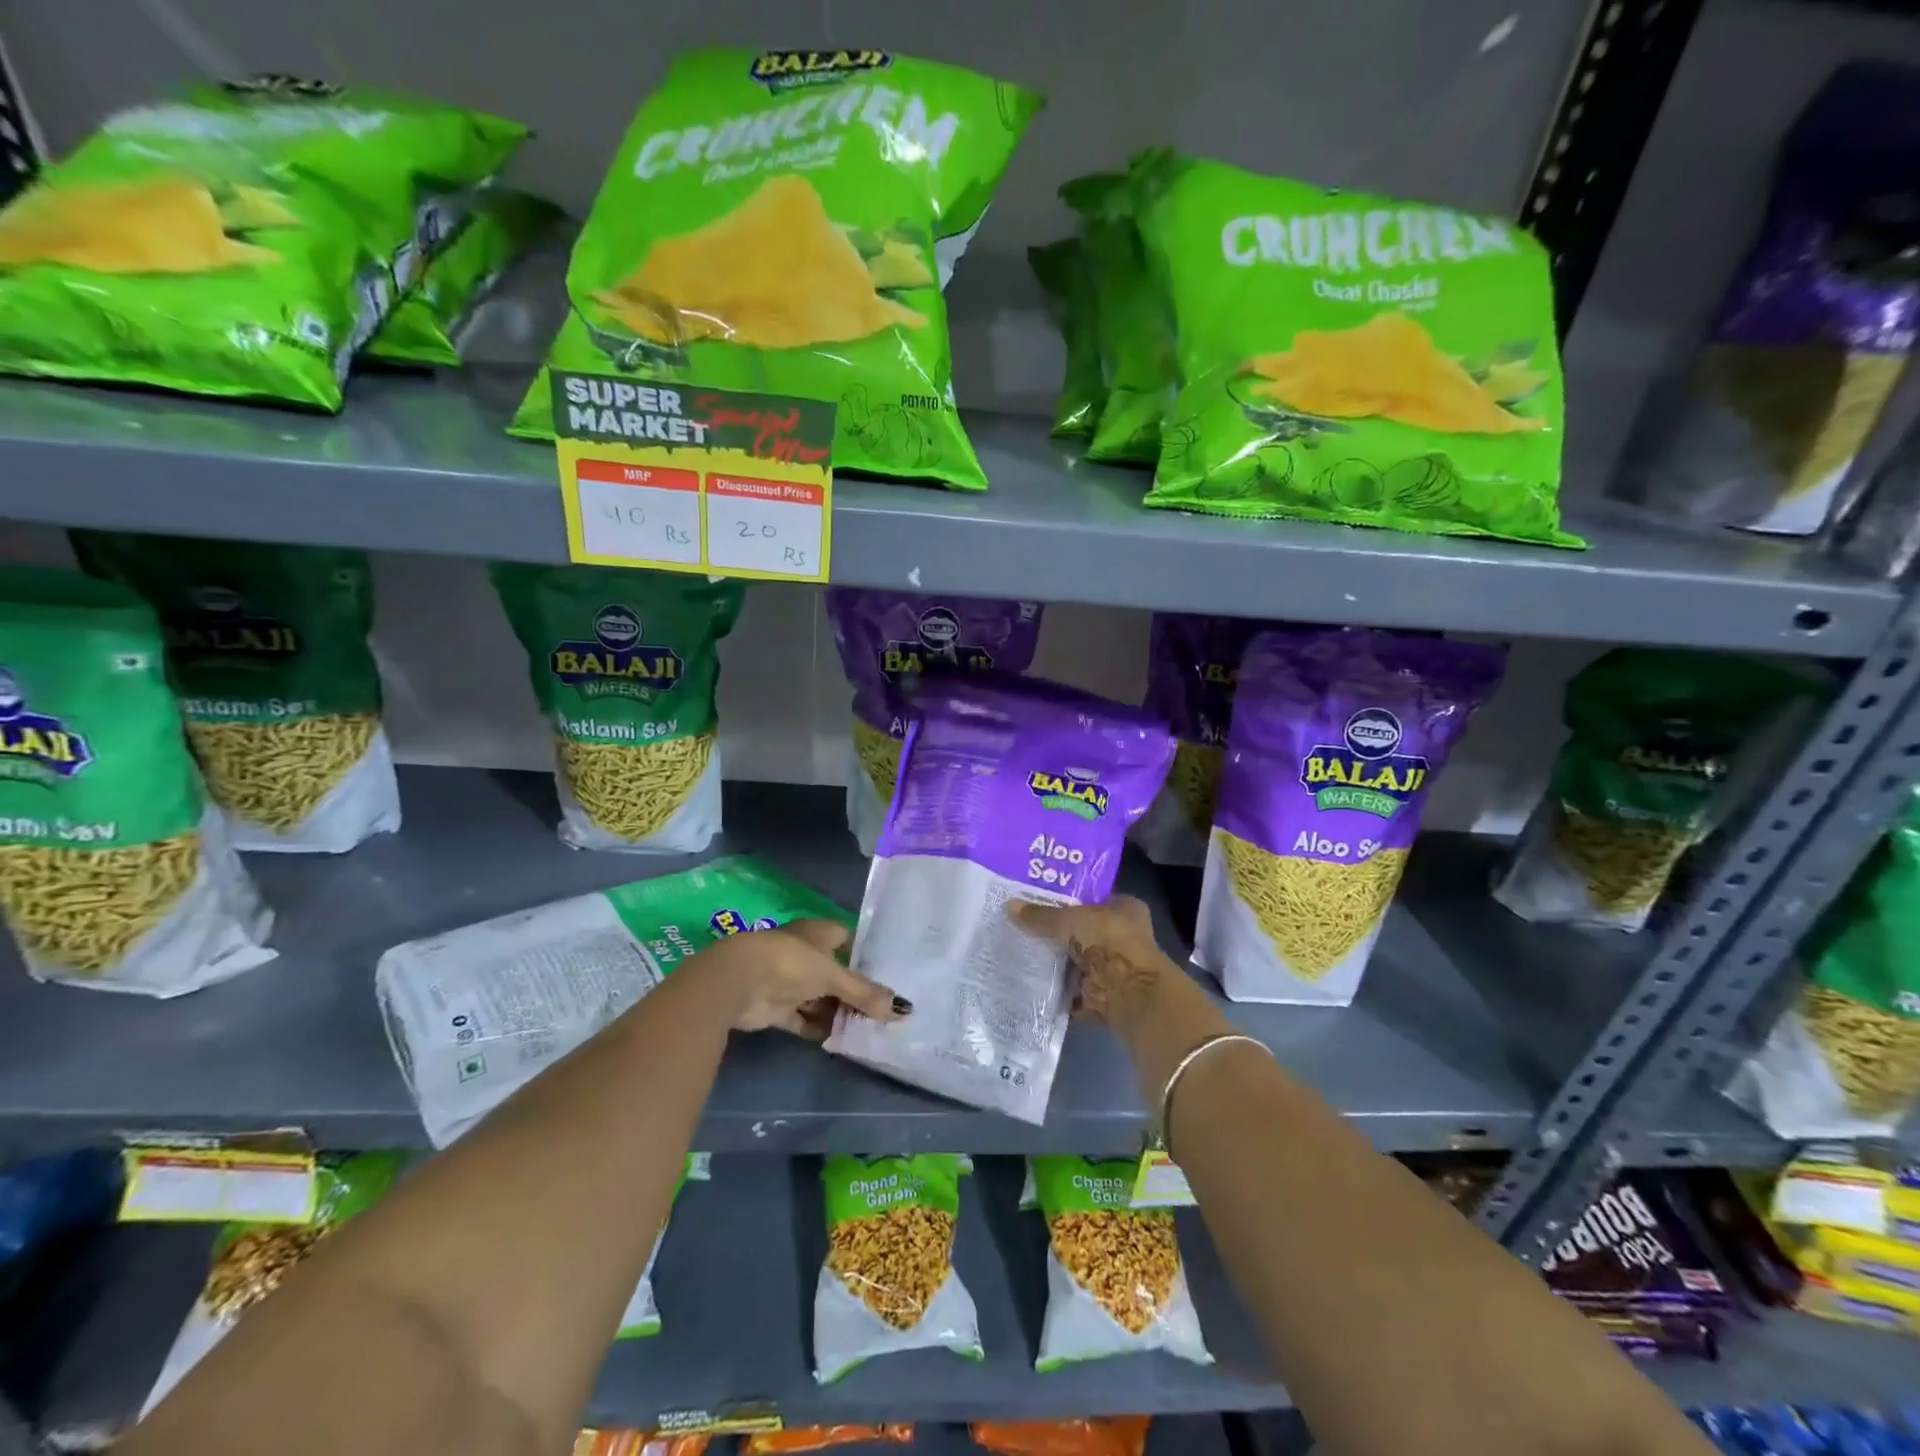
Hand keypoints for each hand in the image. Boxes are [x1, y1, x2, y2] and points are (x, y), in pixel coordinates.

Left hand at [696, 918, 908, 1040]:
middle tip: (884, 1010)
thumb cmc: (790, 963)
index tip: (889, 975)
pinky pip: (803, 1019)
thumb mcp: (833, 976)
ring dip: (837, 1013)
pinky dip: (818, 1028)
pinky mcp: (776, 1007)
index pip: (848, 940)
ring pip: (820, 997)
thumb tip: (903, 1010)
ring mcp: (788, 981)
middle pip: (836, 973)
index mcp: (818, 933)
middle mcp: (804, 954)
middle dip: (855, 991)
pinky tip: (839, 1041)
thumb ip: (865, 994)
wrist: (737, 982)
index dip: (866, 957)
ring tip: (868, 1029)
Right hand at [1007, 895, 1176, 1031]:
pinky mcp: (1100, 994)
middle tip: (1022, 923)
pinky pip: (1070, 988)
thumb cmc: (1108, 941)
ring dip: (1054, 960)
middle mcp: (1121, 937)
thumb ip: (1041, 916)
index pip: (1092, 898)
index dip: (1068, 897)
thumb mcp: (1070, 920)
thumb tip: (1009, 906)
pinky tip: (1027, 979)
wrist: (1129, 993)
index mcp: (1125, 909)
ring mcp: (1111, 968)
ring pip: (1075, 960)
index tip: (1039, 898)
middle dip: (1057, 932)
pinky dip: (1053, 988)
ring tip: (1018, 949)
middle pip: (1082, 930)